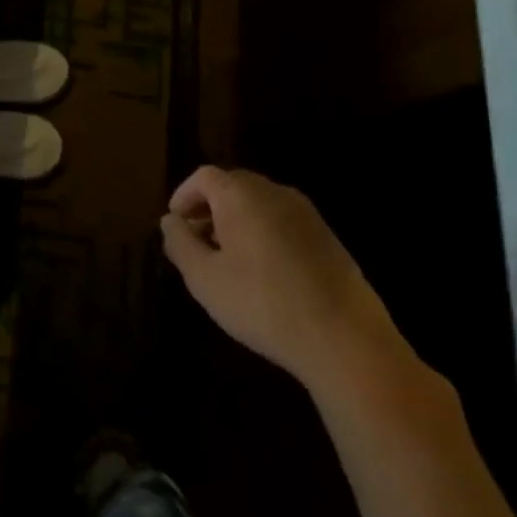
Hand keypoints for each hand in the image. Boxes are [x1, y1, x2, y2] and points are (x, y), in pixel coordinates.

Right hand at [161, 166, 409, 396]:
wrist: (346, 340)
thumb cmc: (263, 303)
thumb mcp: (204, 278)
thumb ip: (180, 243)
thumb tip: (170, 221)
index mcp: (242, 195)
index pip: (204, 177)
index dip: (184, 195)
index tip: (175, 223)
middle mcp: (275, 193)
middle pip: (233, 186)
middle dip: (209, 208)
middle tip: (197, 241)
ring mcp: (307, 214)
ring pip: (260, 204)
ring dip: (237, 222)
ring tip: (227, 260)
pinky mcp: (328, 239)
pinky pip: (283, 222)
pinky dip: (264, 234)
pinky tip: (263, 273)